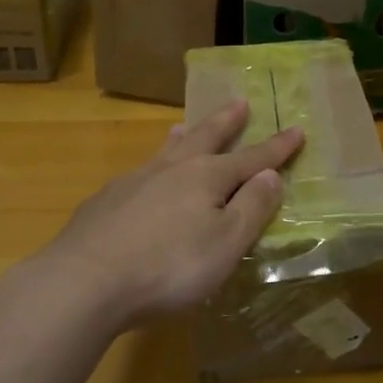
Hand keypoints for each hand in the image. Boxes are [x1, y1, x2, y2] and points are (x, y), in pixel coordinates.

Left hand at [40, 99, 303, 325]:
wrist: (85, 281)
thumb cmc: (168, 267)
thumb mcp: (225, 244)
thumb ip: (251, 208)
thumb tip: (270, 175)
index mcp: (206, 177)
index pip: (251, 157)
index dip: (277, 148)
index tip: (297, 129)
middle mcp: (172, 169)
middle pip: (206, 137)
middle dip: (227, 121)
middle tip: (239, 101)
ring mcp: (134, 181)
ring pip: (167, 150)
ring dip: (184, 135)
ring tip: (186, 126)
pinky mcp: (105, 201)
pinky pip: (138, 173)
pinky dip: (151, 166)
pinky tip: (142, 178)